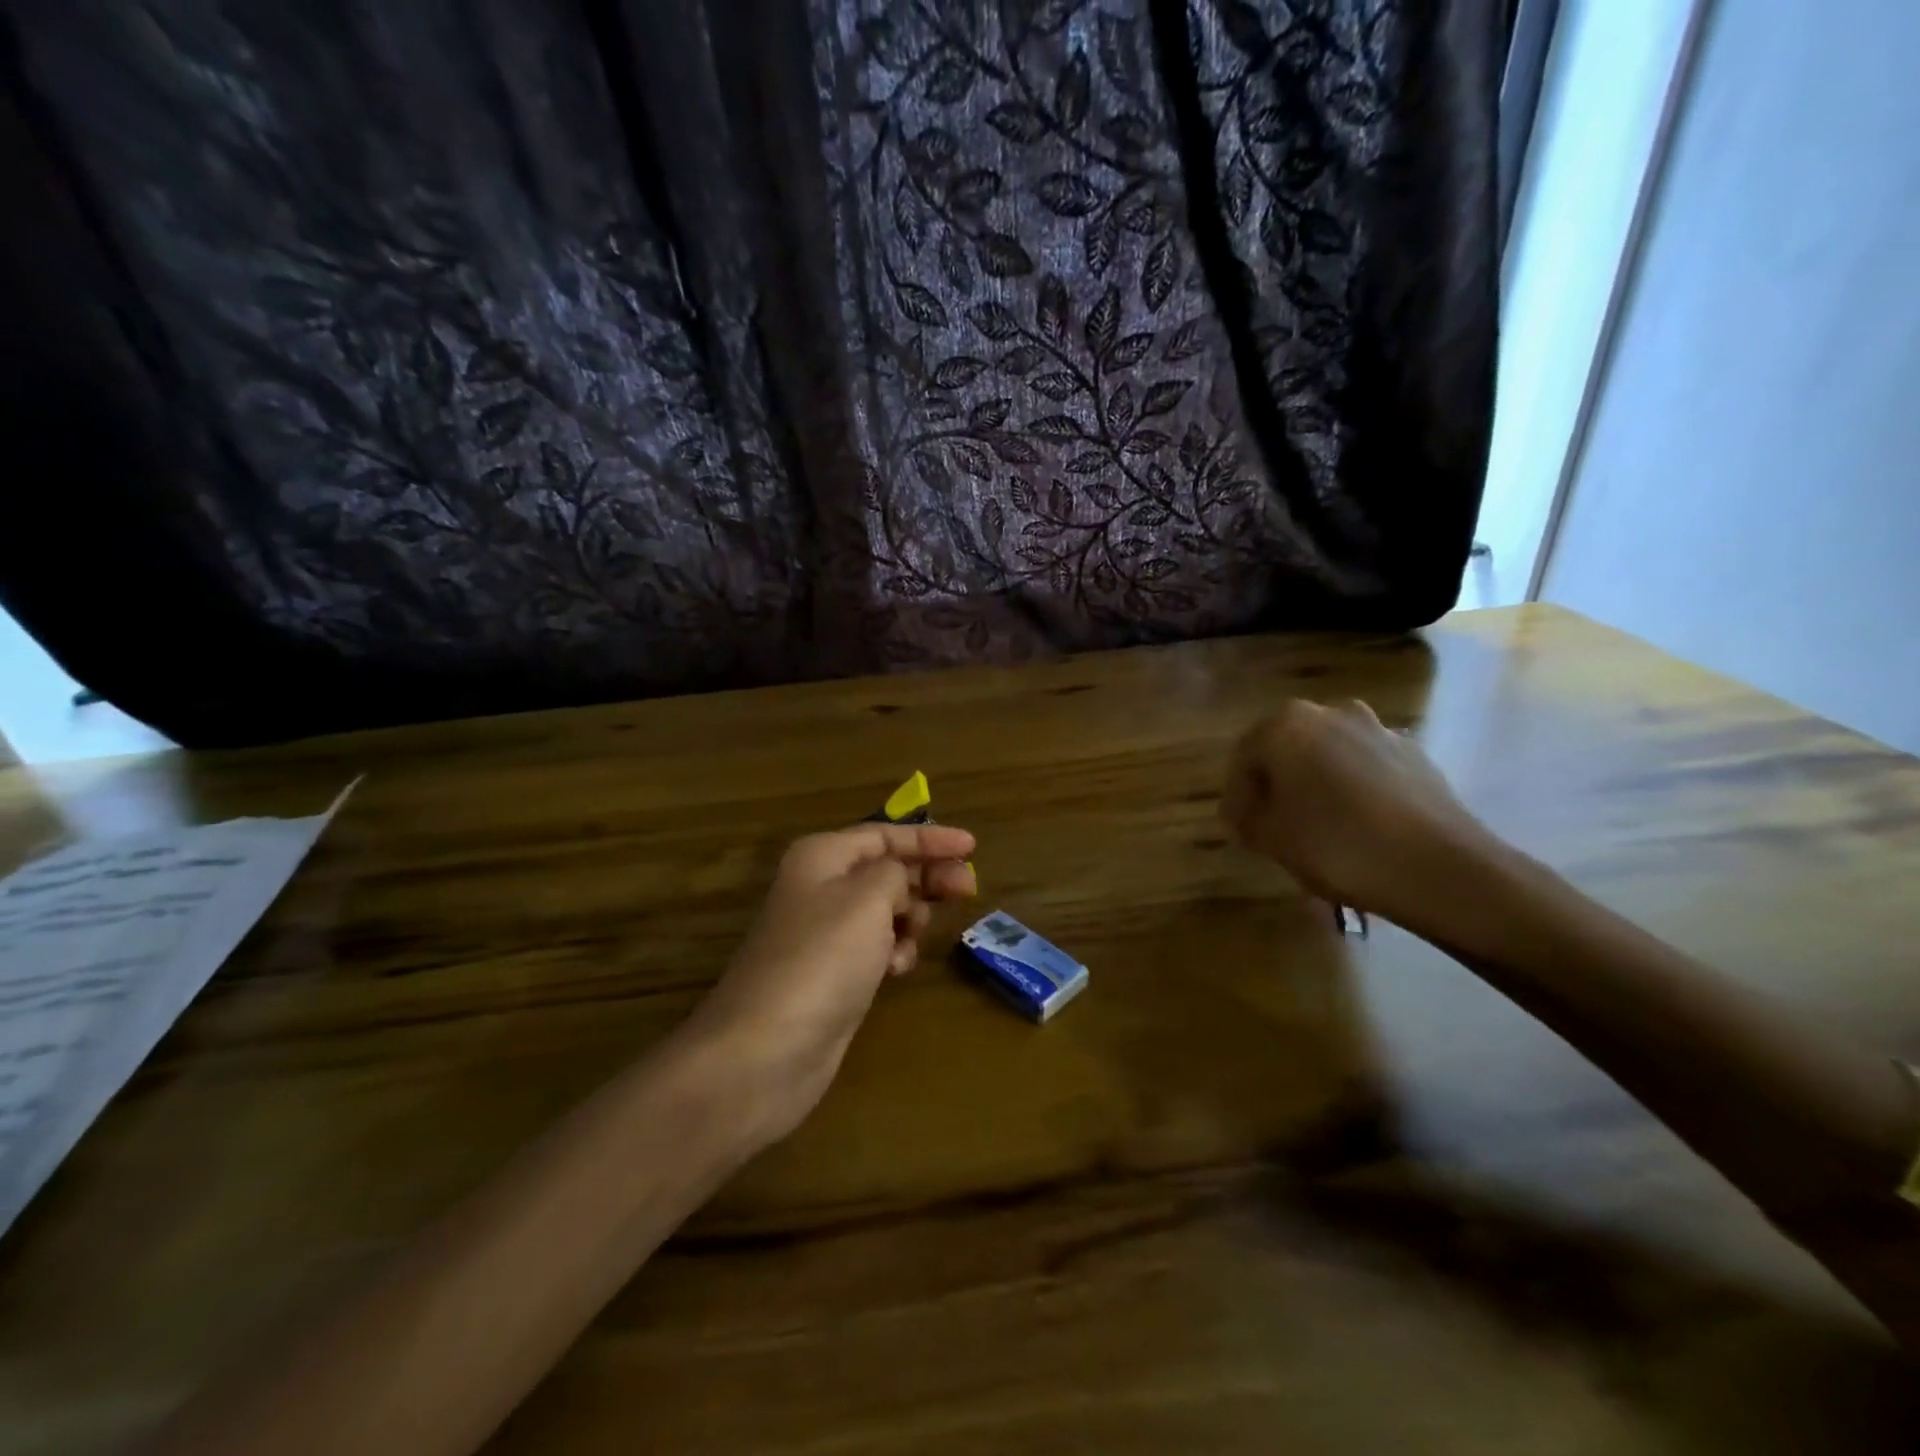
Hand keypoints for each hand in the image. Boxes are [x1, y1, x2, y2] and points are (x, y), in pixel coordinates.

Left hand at [686, 823, 976, 1143]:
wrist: (767, 1049)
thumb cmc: (823, 958)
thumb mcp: (868, 897)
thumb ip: (896, 872)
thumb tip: (898, 883)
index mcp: (822, 856)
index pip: (885, 834)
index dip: (930, 838)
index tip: (973, 846)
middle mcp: (820, 886)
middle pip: (887, 869)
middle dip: (927, 877)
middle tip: (968, 890)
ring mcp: (824, 932)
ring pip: (884, 910)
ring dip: (909, 917)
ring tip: (917, 934)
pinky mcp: (831, 973)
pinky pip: (875, 946)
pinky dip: (893, 951)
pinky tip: (896, 968)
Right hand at [1222, 699, 1496, 926]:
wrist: (1441, 868)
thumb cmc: (1338, 846)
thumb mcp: (1271, 838)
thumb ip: (1245, 817)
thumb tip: (1242, 809)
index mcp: (1286, 725)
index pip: (1244, 757)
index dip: (1237, 796)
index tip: (1239, 829)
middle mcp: (1330, 713)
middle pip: (1287, 749)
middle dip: (1277, 784)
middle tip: (1273, 825)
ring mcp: (1377, 729)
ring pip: (1328, 756)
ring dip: (1316, 784)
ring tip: (1318, 827)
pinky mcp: (1414, 752)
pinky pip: (1365, 767)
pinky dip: (1353, 789)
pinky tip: (1358, 825)